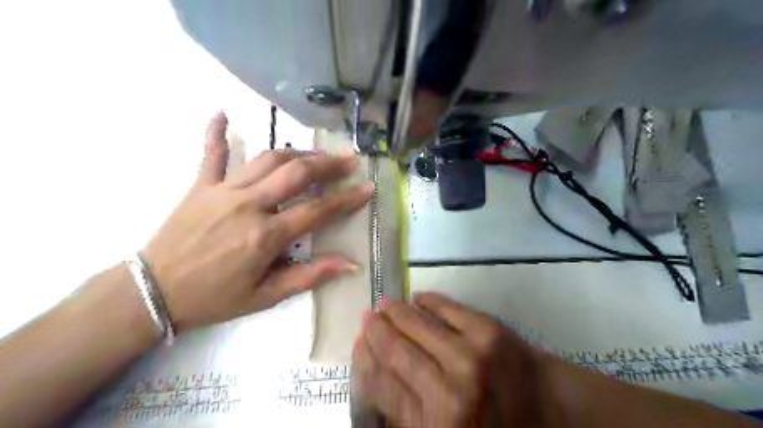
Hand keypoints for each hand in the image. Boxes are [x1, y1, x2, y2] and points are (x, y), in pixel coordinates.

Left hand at [141, 114, 373, 333]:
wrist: (153, 293)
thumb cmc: (214, 298)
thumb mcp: (266, 296)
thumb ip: (309, 276)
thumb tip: (350, 265)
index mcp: (265, 235)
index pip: (317, 211)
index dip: (347, 199)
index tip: (367, 189)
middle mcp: (248, 205)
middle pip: (296, 173)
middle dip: (328, 164)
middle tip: (349, 159)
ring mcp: (222, 190)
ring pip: (267, 159)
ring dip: (296, 153)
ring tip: (315, 155)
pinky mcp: (200, 186)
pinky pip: (211, 154)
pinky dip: (216, 133)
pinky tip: (221, 114)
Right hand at [351, 293, 547, 426]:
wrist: (553, 415)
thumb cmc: (493, 426)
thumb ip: (405, 412)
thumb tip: (374, 371)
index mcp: (432, 427)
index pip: (380, 384)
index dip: (364, 358)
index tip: (359, 342)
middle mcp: (447, 393)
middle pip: (394, 351)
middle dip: (375, 331)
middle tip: (367, 317)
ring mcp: (469, 356)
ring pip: (415, 325)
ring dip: (395, 312)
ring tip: (384, 305)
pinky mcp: (489, 331)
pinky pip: (446, 307)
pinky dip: (428, 300)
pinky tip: (417, 298)